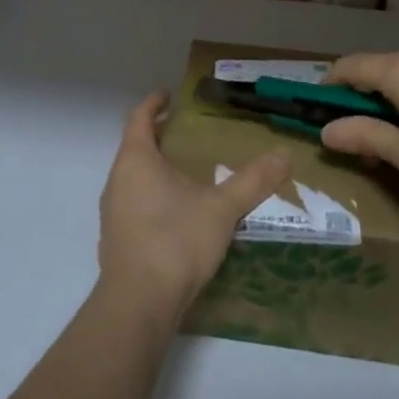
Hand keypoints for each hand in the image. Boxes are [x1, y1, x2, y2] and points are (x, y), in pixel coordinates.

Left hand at [98, 93, 290, 318]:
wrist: (139, 303)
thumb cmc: (176, 241)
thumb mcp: (222, 208)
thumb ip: (253, 180)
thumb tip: (285, 154)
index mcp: (136, 160)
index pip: (138, 118)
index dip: (153, 103)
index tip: (169, 95)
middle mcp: (117, 181)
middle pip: (134, 147)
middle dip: (159, 137)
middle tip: (189, 134)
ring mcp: (113, 212)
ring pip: (133, 178)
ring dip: (155, 169)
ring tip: (188, 172)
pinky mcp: (117, 240)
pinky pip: (134, 204)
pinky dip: (152, 196)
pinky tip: (178, 212)